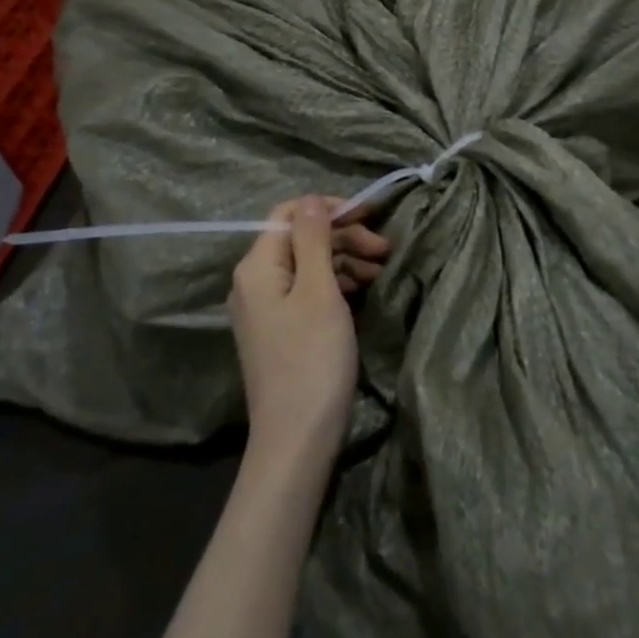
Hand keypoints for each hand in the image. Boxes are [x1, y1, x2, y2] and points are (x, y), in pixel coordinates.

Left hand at [229, 198, 388, 461]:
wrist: (297, 438)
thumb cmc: (311, 359)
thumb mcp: (318, 291)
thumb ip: (314, 240)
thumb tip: (312, 199)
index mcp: (257, 266)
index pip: (289, 214)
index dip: (329, 209)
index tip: (370, 216)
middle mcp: (254, 281)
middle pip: (300, 239)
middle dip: (343, 236)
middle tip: (384, 249)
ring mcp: (266, 308)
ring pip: (307, 264)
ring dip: (344, 259)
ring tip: (381, 269)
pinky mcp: (280, 329)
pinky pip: (307, 290)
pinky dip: (335, 283)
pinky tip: (363, 289)